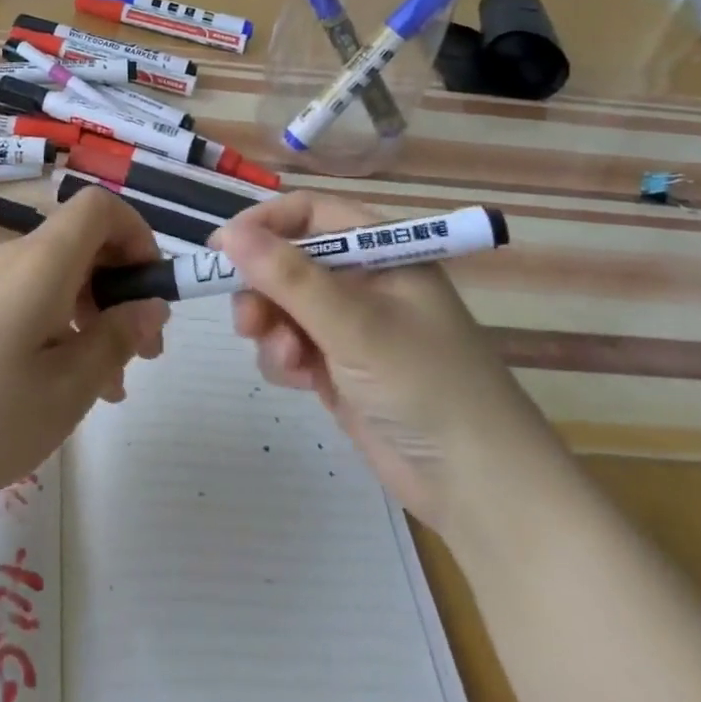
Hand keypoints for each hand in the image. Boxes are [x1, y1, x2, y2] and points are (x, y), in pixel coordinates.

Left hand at [0, 187, 168, 520]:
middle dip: (121, 290)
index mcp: (42, 263)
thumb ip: (117, 339)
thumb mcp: (65, 390)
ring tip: (106, 388)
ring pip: (56, 280)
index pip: (101, 207)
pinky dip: (56, 329)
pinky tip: (55, 389)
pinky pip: (25, 301)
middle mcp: (11, 259)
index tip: (151, 292)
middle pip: (82, 245)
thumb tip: (151, 304)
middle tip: (142, 356)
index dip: (138, 235)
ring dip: (92, 318)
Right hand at [217, 191, 511, 527]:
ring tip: (287, 358)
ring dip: (273, 327)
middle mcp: (364, 279)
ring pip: (284, 305)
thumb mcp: (354, 323)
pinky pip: (292, 344)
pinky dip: (285, 358)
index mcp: (381, 250)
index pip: (310, 213)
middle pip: (290, 260)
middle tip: (247, 319)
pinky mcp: (341, 366)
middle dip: (264, 288)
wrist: (478, 487)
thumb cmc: (424, 383)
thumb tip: (228, 233)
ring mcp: (352, 325)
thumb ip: (288, 277)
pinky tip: (300, 380)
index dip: (264, 224)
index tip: (222, 248)